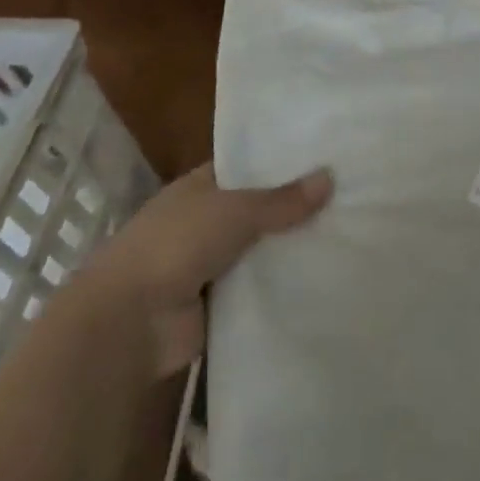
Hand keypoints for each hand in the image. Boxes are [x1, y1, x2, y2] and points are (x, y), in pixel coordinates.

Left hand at [72, 162, 331, 377]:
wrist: (129, 323)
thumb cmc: (176, 244)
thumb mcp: (234, 210)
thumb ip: (282, 199)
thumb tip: (330, 177)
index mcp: (201, 186)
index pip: (248, 166)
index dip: (282, 162)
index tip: (325, 157)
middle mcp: (206, 220)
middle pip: (259, 209)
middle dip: (295, 207)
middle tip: (350, 198)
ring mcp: (211, 264)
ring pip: (261, 250)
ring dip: (291, 249)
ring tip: (349, 236)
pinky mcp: (219, 305)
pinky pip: (259, 290)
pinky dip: (282, 287)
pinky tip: (323, 279)